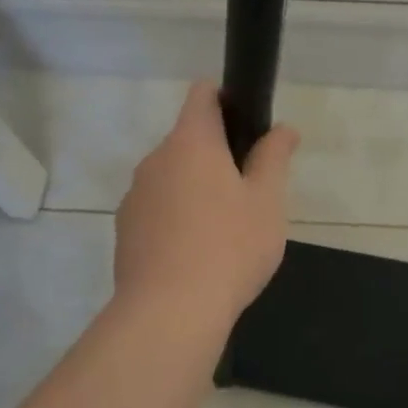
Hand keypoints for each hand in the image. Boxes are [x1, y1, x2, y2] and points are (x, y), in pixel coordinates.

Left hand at [114, 82, 298, 326]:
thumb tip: (283, 128)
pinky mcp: (124, 230)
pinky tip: (195, 254)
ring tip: (223, 231)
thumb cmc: (229, 247)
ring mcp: (134, 196)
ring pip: (171, 178)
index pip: (202, 95)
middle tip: (249, 193)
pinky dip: (175, 219)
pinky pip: (156, 210)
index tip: (248, 126)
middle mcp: (155, 160)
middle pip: (188, 141)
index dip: (226, 99)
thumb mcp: (267, 201)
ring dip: (195, 189)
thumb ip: (274, 158)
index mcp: (191, 142)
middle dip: (216, 156)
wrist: (170, 312)